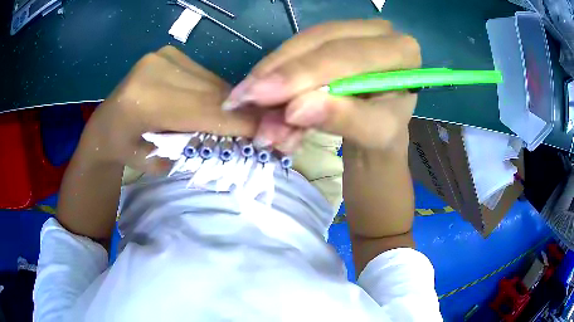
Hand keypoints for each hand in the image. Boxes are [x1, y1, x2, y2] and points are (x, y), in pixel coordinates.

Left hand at [83, 46, 259, 172]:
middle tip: (264, 128)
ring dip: (229, 102)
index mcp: (144, 101)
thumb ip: (195, 147)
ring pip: (212, 82)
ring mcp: (163, 56)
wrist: (105, 126)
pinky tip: (217, 105)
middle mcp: (155, 69)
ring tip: (241, 119)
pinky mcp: (168, 53)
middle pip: (212, 92)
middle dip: (241, 112)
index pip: (204, 110)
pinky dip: (215, 92)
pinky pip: (204, 75)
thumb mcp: (158, 162)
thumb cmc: (126, 151)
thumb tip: (238, 139)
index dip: (239, 122)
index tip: (269, 134)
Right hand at [222, 20, 420, 152]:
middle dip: (278, 73)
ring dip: (270, 76)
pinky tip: (261, 98)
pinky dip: (274, 75)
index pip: (346, 55)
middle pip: (319, 42)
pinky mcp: (331, 39)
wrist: (378, 128)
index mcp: (402, 51)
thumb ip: (343, 119)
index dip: (301, 74)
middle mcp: (378, 32)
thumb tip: (295, 108)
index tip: (260, 97)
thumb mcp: (373, 133)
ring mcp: (352, 31)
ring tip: (247, 106)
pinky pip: (296, 50)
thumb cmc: (383, 133)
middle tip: (240, 99)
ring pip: (302, 44)